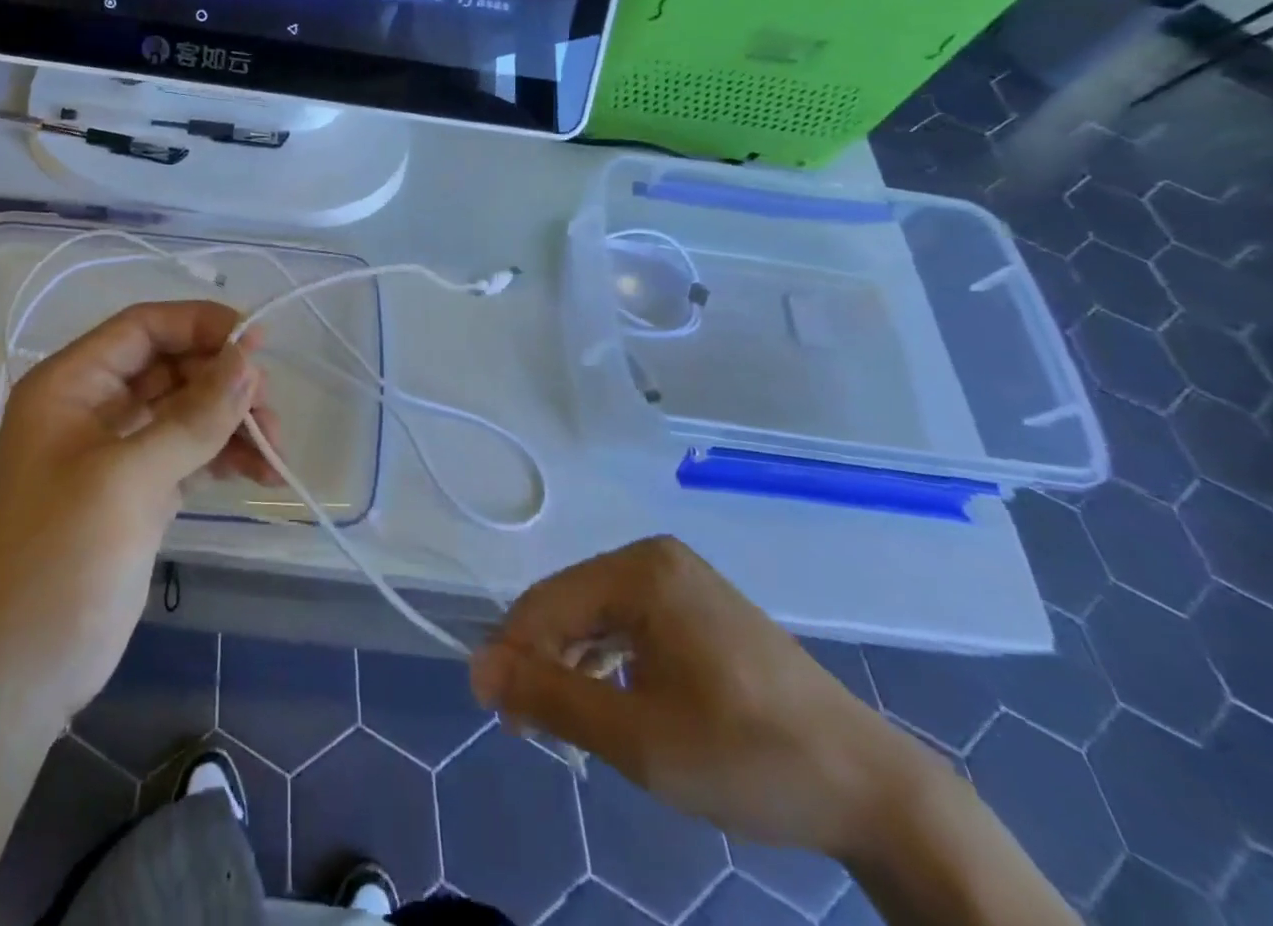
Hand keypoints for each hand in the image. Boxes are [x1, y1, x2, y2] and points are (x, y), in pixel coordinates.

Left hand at [0, 301, 278, 724]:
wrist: (21, 674)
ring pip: (187, 410)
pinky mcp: (139, 490)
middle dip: (224, 381)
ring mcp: (117, 451)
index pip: (143, 328)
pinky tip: (261, 473)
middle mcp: (92, 407)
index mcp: (70, 385)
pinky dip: (225, 456)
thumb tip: (249, 359)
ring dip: (232, 422)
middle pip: (171, 366)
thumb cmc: (61, 560)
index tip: (257, 340)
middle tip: (269, 409)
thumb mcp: (129, 479)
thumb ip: (194, 417)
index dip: (200, 324)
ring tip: (276, 450)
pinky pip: (191, 452)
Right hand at [471, 536, 938, 858]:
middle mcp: (654, 559)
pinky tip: (607, 703)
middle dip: (543, 662)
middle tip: (530, 730)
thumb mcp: (638, 737)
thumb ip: (550, 696)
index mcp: (639, 570)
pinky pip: (630, 625)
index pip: (547, 602)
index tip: (498, 715)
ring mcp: (681, 581)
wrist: (872, 789)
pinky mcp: (698, 608)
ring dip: (572, 666)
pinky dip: (608, 664)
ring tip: (562, 726)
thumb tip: (478, 667)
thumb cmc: (747, 757)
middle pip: (570, 605)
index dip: (513, 654)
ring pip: (597, 616)